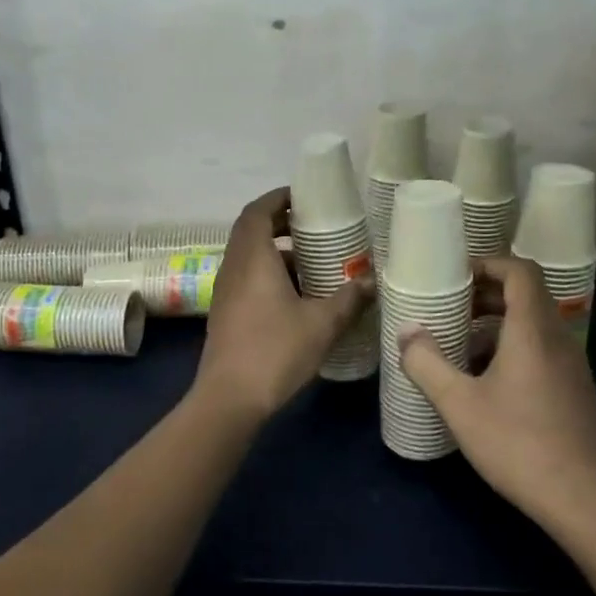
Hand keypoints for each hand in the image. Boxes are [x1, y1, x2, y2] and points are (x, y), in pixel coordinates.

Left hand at [194, 188, 373, 423]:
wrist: (229, 398)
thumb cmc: (275, 350)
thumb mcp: (322, 324)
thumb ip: (348, 299)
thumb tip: (371, 282)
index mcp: (253, 258)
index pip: (257, 212)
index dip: (278, 199)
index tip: (303, 196)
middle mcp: (233, 268)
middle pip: (251, 231)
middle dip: (280, 224)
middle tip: (313, 227)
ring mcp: (225, 292)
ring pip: (248, 257)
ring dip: (276, 252)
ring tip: (312, 261)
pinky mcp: (225, 313)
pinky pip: (246, 278)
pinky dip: (268, 274)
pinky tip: (296, 295)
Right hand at [400, 257, 595, 541]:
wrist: (587, 501)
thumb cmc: (519, 444)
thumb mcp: (460, 404)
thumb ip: (427, 363)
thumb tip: (406, 332)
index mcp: (533, 330)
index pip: (520, 271)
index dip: (488, 264)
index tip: (456, 277)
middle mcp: (558, 339)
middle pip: (526, 296)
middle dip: (486, 295)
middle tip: (451, 309)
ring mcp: (571, 367)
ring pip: (533, 326)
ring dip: (497, 326)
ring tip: (460, 348)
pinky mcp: (575, 392)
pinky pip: (541, 352)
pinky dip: (512, 350)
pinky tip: (486, 384)